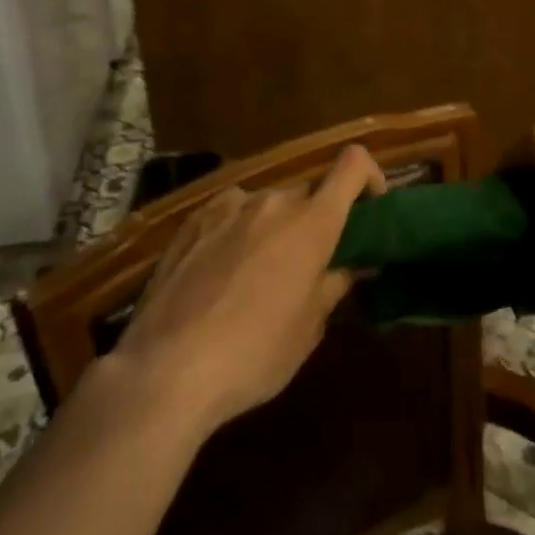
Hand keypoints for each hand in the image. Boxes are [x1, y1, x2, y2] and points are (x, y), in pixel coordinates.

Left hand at [108, 145, 385, 435]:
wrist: (165, 370)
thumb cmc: (253, 354)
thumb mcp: (308, 329)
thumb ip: (335, 284)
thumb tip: (355, 264)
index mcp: (312, 221)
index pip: (354, 164)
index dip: (370, 177)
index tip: (369, 210)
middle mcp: (273, 201)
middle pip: (308, 194)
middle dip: (315, 220)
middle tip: (308, 265)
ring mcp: (228, 206)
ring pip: (267, 205)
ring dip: (273, 227)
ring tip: (256, 275)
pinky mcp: (192, 220)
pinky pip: (230, 214)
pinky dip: (237, 231)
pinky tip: (219, 274)